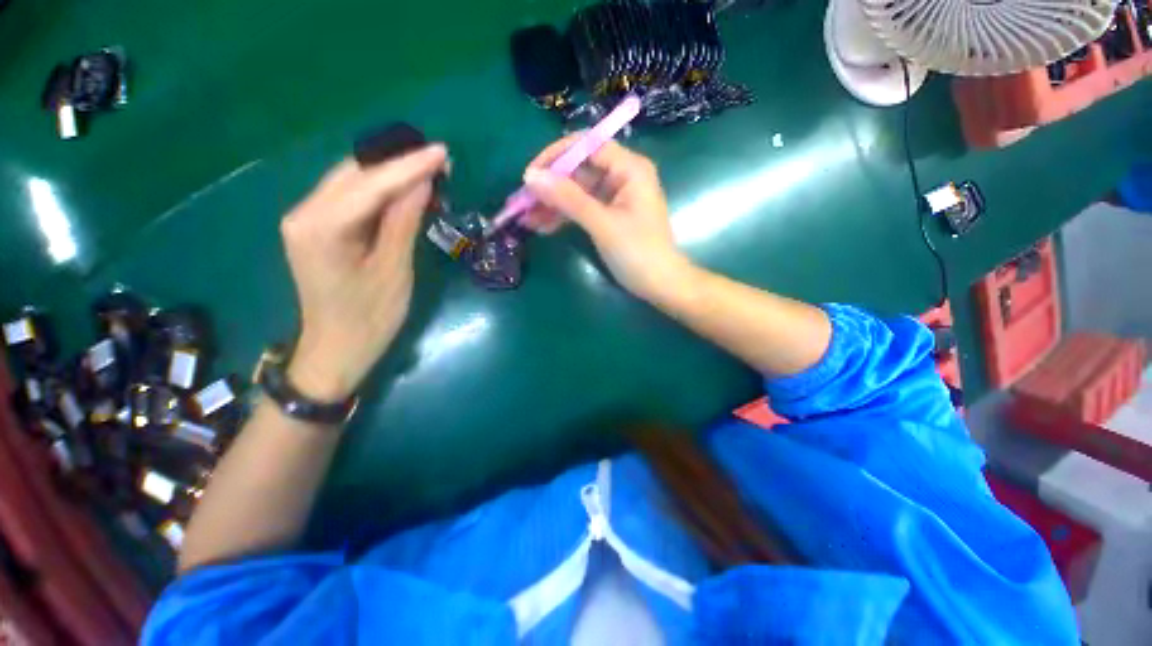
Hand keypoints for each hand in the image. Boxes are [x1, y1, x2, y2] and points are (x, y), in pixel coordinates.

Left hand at [280, 146, 447, 400]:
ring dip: (390, 174)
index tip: (442, 151)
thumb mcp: (395, 270)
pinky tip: (404, 190)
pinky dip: (379, 190)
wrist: (336, 349)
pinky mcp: (316, 227)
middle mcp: (304, 212)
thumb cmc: (370, 318)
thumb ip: (404, 221)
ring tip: (429, 171)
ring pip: (352, 181)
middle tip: (439, 161)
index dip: (409, 166)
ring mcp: (306, 218)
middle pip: (355, 173)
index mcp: (321, 227)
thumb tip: (423, 182)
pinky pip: (350, 197)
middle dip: (399, 163)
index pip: (370, 183)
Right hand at [521, 135, 691, 300]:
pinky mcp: (609, 216)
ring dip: (553, 204)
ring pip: (577, 192)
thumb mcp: (602, 224)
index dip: (556, 156)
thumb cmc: (638, 253)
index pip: (587, 146)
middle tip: (522, 203)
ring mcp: (615, 197)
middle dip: (550, 186)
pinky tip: (543, 227)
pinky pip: (582, 209)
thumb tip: (531, 177)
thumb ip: (568, 199)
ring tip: (526, 219)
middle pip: (579, 170)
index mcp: (629, 168)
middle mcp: (622, 176)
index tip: (531, 175)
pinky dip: (564, 217)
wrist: (660, 285)